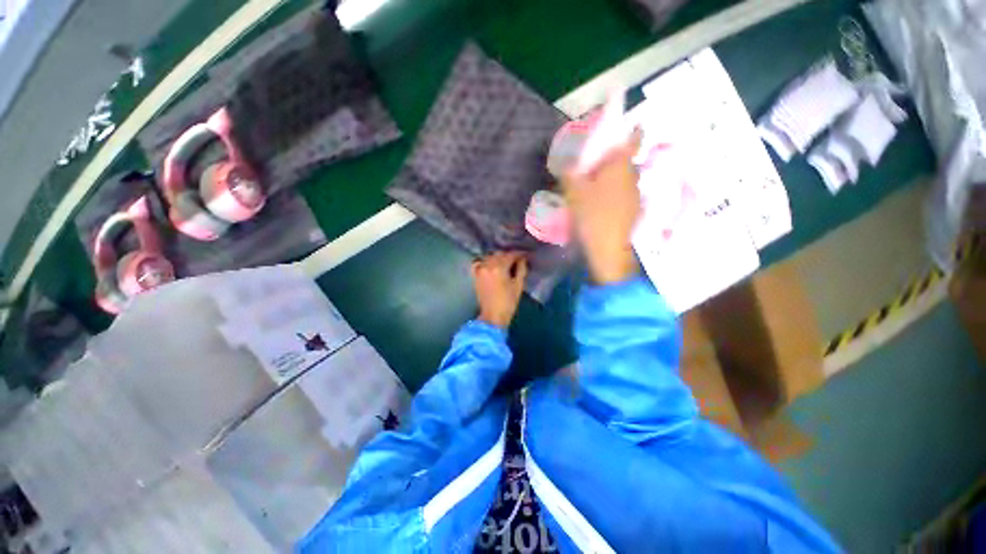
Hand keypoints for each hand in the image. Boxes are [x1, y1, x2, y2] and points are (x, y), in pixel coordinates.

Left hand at [472, 251, 527, 328]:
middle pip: (499, 254)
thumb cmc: (509, 302)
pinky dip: (484, 261)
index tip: (525, 255)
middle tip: (516, 260)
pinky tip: (489, 264)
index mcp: (499, 267)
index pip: (511, 255)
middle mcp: (488, 265)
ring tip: (505, 262)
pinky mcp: (475, 275)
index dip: (519, 254)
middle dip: (508, 255)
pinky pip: (478, 263)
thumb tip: (522, 259)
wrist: (493, 316)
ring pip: (489, 257)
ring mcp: (480, 270)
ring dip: (497, 257)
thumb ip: (521, 269)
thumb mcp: (518, 285)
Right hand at [562, 128, 641, 283]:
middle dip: (610, 161)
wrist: (608, 249)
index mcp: (620, 166)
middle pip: (624, 161)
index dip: (629, 130)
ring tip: (591, 189)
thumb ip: (569, 173)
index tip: (619, 131)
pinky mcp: (633, 211)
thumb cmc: (592, 215)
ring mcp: (635, 195)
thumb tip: (566, 163)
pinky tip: (598, 206)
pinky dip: (612, 195)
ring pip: (623, 179)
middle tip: (590, 168)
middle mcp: (633, 176)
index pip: (633, 139)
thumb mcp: (574, 192)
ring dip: (610, 179)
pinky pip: (622, 195)